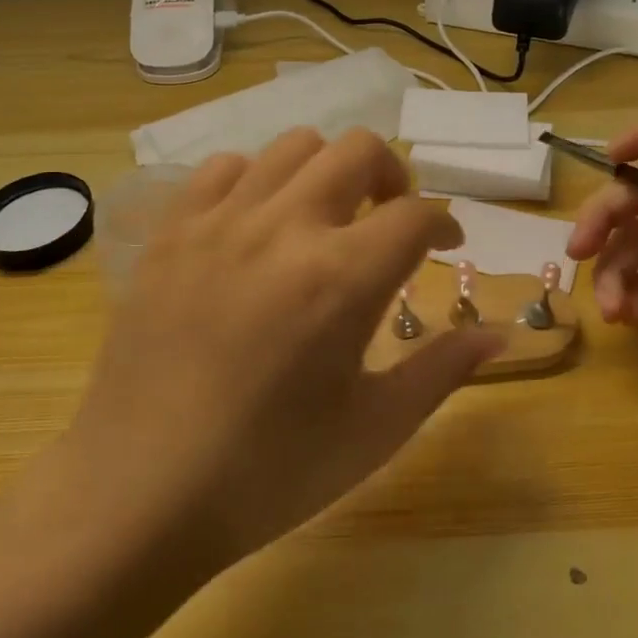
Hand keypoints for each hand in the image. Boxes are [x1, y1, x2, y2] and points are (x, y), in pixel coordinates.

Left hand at [57, 128, 499, 572]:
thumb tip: (498, 335)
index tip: (446, 243)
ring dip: (326, 171)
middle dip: (392, 176)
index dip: (444, 221)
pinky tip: (257, 224)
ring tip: (324, 216)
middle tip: (390, 218)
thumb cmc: (268, 472)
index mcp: (342, 278)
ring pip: (293, 146)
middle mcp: (284, 228)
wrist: (139, 492)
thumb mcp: (373, 429)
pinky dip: (256, 180)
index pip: (416, 213)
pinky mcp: (173, 231)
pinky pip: (224, 168)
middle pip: (359, 149)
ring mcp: (221, 221)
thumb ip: (441, 370)